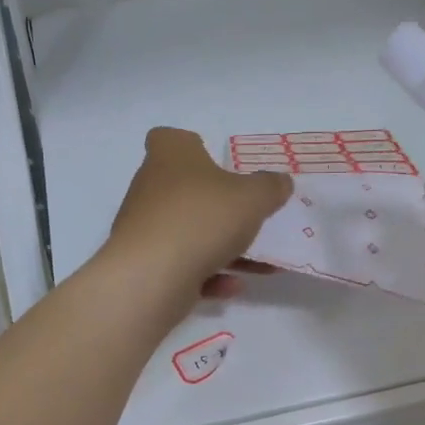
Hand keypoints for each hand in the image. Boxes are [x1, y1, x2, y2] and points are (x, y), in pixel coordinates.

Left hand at [106, 127, 292, 302]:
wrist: (150, 277)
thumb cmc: (202, 219)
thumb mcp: (252, 198)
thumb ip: (270, 187)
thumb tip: (281, 181)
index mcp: (170, 156)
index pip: (170, 138)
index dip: (192, 146)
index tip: (217, 163)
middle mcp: (150, 187)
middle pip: (185, 189)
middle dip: (218, 205)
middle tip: (250, 216)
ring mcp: (144, 227)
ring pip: (189, 231)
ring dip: (223, 247)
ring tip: (261, 264)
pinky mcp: (143, 264)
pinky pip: (182, 264)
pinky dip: (207, 274)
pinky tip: (233, 286)